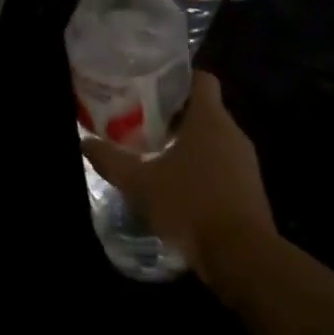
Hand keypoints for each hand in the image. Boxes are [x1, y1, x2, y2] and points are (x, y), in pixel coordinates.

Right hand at [81, 72, 275, 284]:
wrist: (241, 256)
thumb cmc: (190, 205)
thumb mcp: (140, 183)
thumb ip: (111, 161)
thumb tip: (84, 143)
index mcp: (210, 119)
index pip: (202, 79)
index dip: (178, 78)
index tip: (151, 86)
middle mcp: (232, 133)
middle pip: (203, 110)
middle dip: (173, 114)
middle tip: (141, 121)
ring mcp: (245, 162)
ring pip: (212, 139)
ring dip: (186, 143)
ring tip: (154, 153)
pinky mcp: (249, 188)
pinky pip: (222, 165)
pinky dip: (200, 167)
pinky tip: (176, 185)